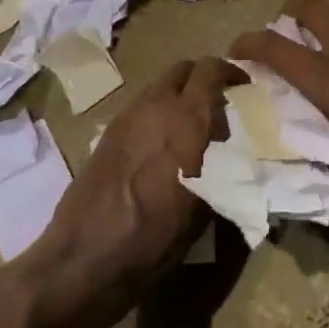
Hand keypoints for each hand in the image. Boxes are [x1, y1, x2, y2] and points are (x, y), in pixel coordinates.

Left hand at [19, 57, 240, 327]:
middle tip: (217, 103)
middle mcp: (157, 105)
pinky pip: (141, 107)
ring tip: (189, 126)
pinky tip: (160, 145)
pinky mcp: (107, 132)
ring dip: (178, 95)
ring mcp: (128, 115)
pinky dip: (156, 112)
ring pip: (160, 86)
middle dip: (203, 78)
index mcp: (188, 118)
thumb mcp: (205, 209)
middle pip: (184, 69)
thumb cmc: (155, 238)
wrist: (85, 258)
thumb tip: (235, 158)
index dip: (230, 72)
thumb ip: (224, 170)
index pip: (212, 69)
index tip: (243, 88)